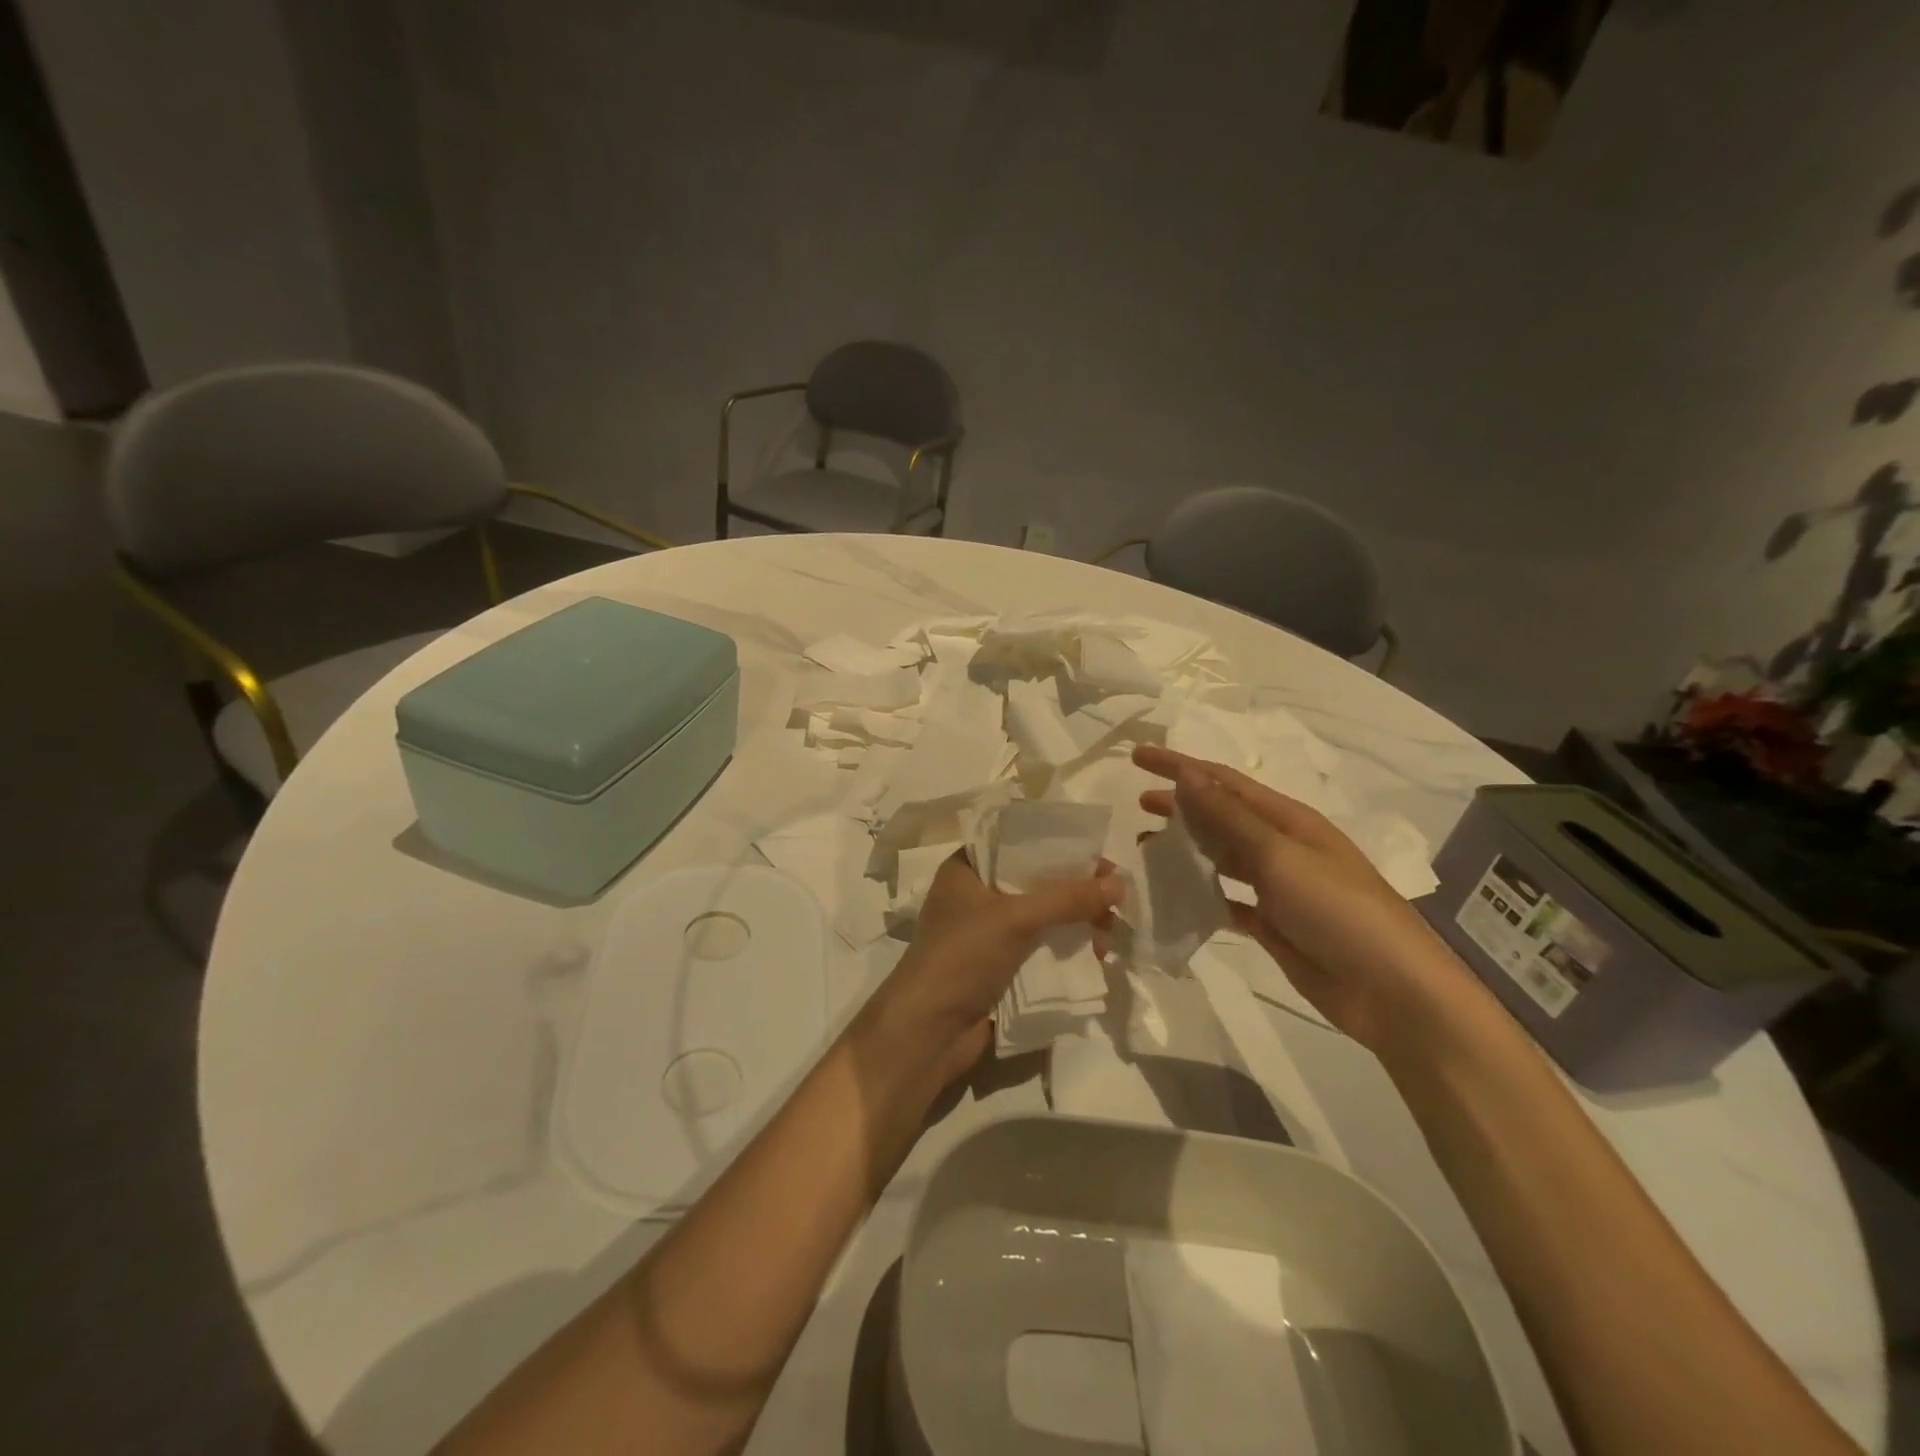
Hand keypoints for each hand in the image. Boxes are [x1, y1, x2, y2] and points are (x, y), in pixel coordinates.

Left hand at [865, 853, 1121, 1088]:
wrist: (927, 1032)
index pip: (1018, 842)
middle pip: (1035, 881)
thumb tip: (1120, 882)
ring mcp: (985, 933)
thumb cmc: (963, 957)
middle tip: (1115, 900)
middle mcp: (975, 895)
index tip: (1100, 857)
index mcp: (966, 869)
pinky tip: (1095, 956)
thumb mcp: (1016, 918)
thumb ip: (1067, 898)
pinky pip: (1038, 947)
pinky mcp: (997, 967)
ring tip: (1110, 935)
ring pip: (1041, 917)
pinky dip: (1064, 948)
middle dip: (1075, 890)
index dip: (1059, 846)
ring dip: (1075, 922)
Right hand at [1133, 745, 1482, 1056]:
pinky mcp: (1273, 925)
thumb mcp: (1281, 856)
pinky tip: (1173, 898)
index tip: (1138, 757)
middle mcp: (1281, 846)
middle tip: (1137, 804)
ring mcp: (1278, 888)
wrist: (1393, 992)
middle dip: (1180, 805)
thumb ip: (1229, 818)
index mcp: (1288, 820)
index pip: (1223, 781)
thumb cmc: (1339, 911)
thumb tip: (1187, 773)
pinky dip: (1199, 895)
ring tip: (1144, 848)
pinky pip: (1226, 900)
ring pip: (1220, 857)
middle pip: (1220, 816)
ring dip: (1185, 849)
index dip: (1180, 766)